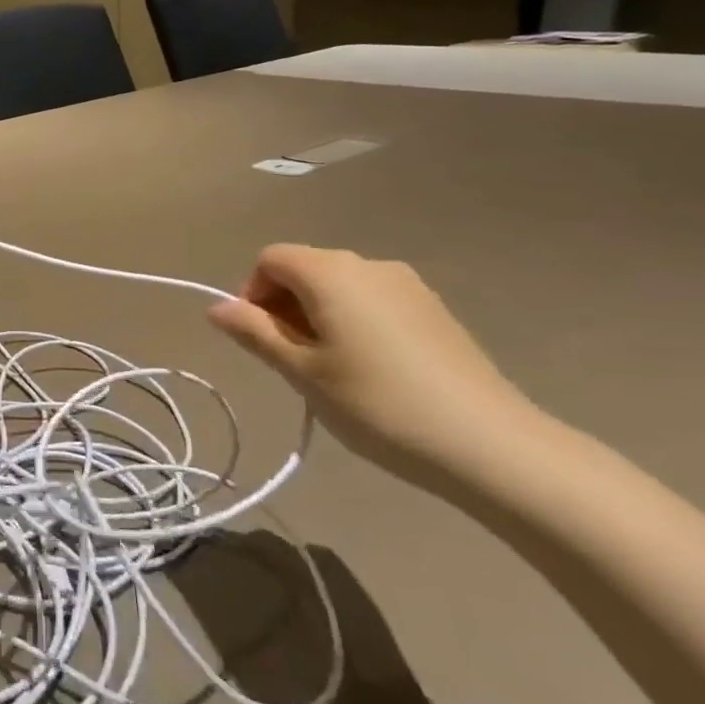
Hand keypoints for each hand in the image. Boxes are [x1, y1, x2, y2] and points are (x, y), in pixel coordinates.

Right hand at [208, 245, 545, 491]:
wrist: (489, 444)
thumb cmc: (377, 404)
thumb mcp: (302, 372)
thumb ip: (254, 332)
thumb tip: (215, 308)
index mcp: (331, 273)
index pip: (271, 259)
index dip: (252, 293)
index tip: (259, 340)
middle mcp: (369, 264)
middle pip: (306, 269)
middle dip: (284, 306)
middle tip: (289, 361)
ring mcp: (408, 285)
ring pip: (340, 287)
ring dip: (318, 316)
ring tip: (329, 370)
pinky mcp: (434, 310)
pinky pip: (373, 302)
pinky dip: (353, 323)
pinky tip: (370, 370)